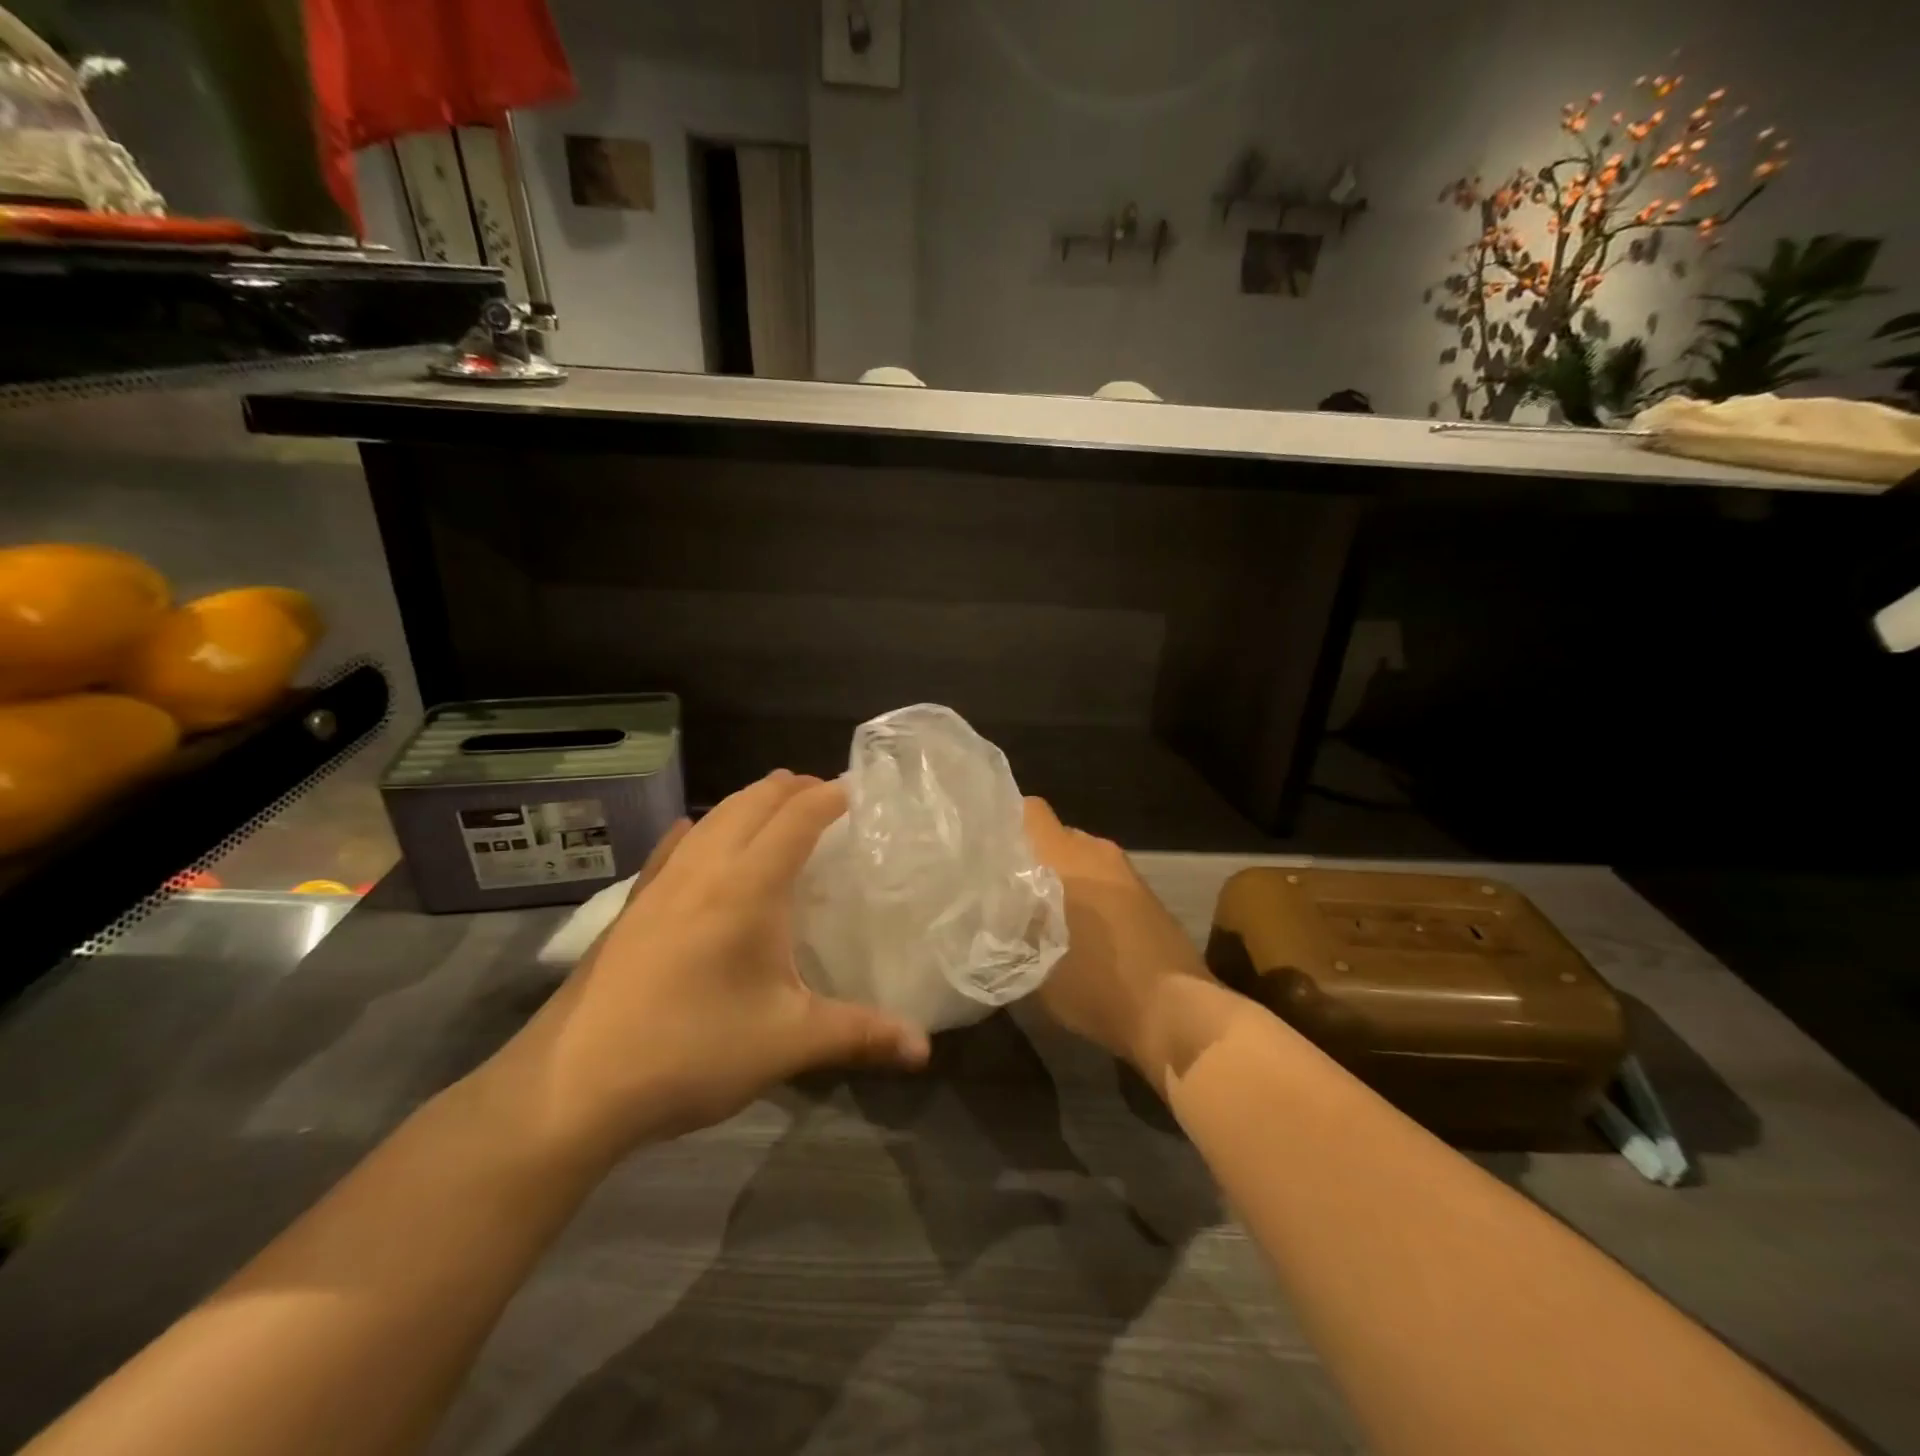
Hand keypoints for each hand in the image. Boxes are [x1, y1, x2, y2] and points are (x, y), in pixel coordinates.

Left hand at [482, 771, 930, 1162]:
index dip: (829, 797)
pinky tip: (696, 837)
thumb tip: (924, 1050)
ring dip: (750, 802)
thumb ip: (860, 1035)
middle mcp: (704, 868)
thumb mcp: (787, 1043)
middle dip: (792, 788)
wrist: (571, 1086)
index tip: (858, 792)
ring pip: (713, 817)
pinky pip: (673, 847)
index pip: (797, 818)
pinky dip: (701, 830)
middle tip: (826, 796)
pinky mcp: (632, 906)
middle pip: (753, 802)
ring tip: (776, 808)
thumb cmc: (690, 1051)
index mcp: (747, 886)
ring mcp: (660, 884)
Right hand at [1022, 797, 1230, 1088]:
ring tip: (1044, 914)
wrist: (1174, 1011)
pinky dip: (1090, 895)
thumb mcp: (1031, 964)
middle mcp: (1097, 852)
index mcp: (1065, 856)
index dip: (1006, 823)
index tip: (988, 850)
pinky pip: (1105, 881)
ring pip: (1083, 861)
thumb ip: (1008, 927)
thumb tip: (993, 911)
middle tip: (1009, 889)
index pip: (1030, 811)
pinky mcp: (1148, 896)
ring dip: (1064, 879)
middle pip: (1056, 836)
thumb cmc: (1095, 984)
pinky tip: (1082, 932)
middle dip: (1034, 857)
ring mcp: (1128, 873)